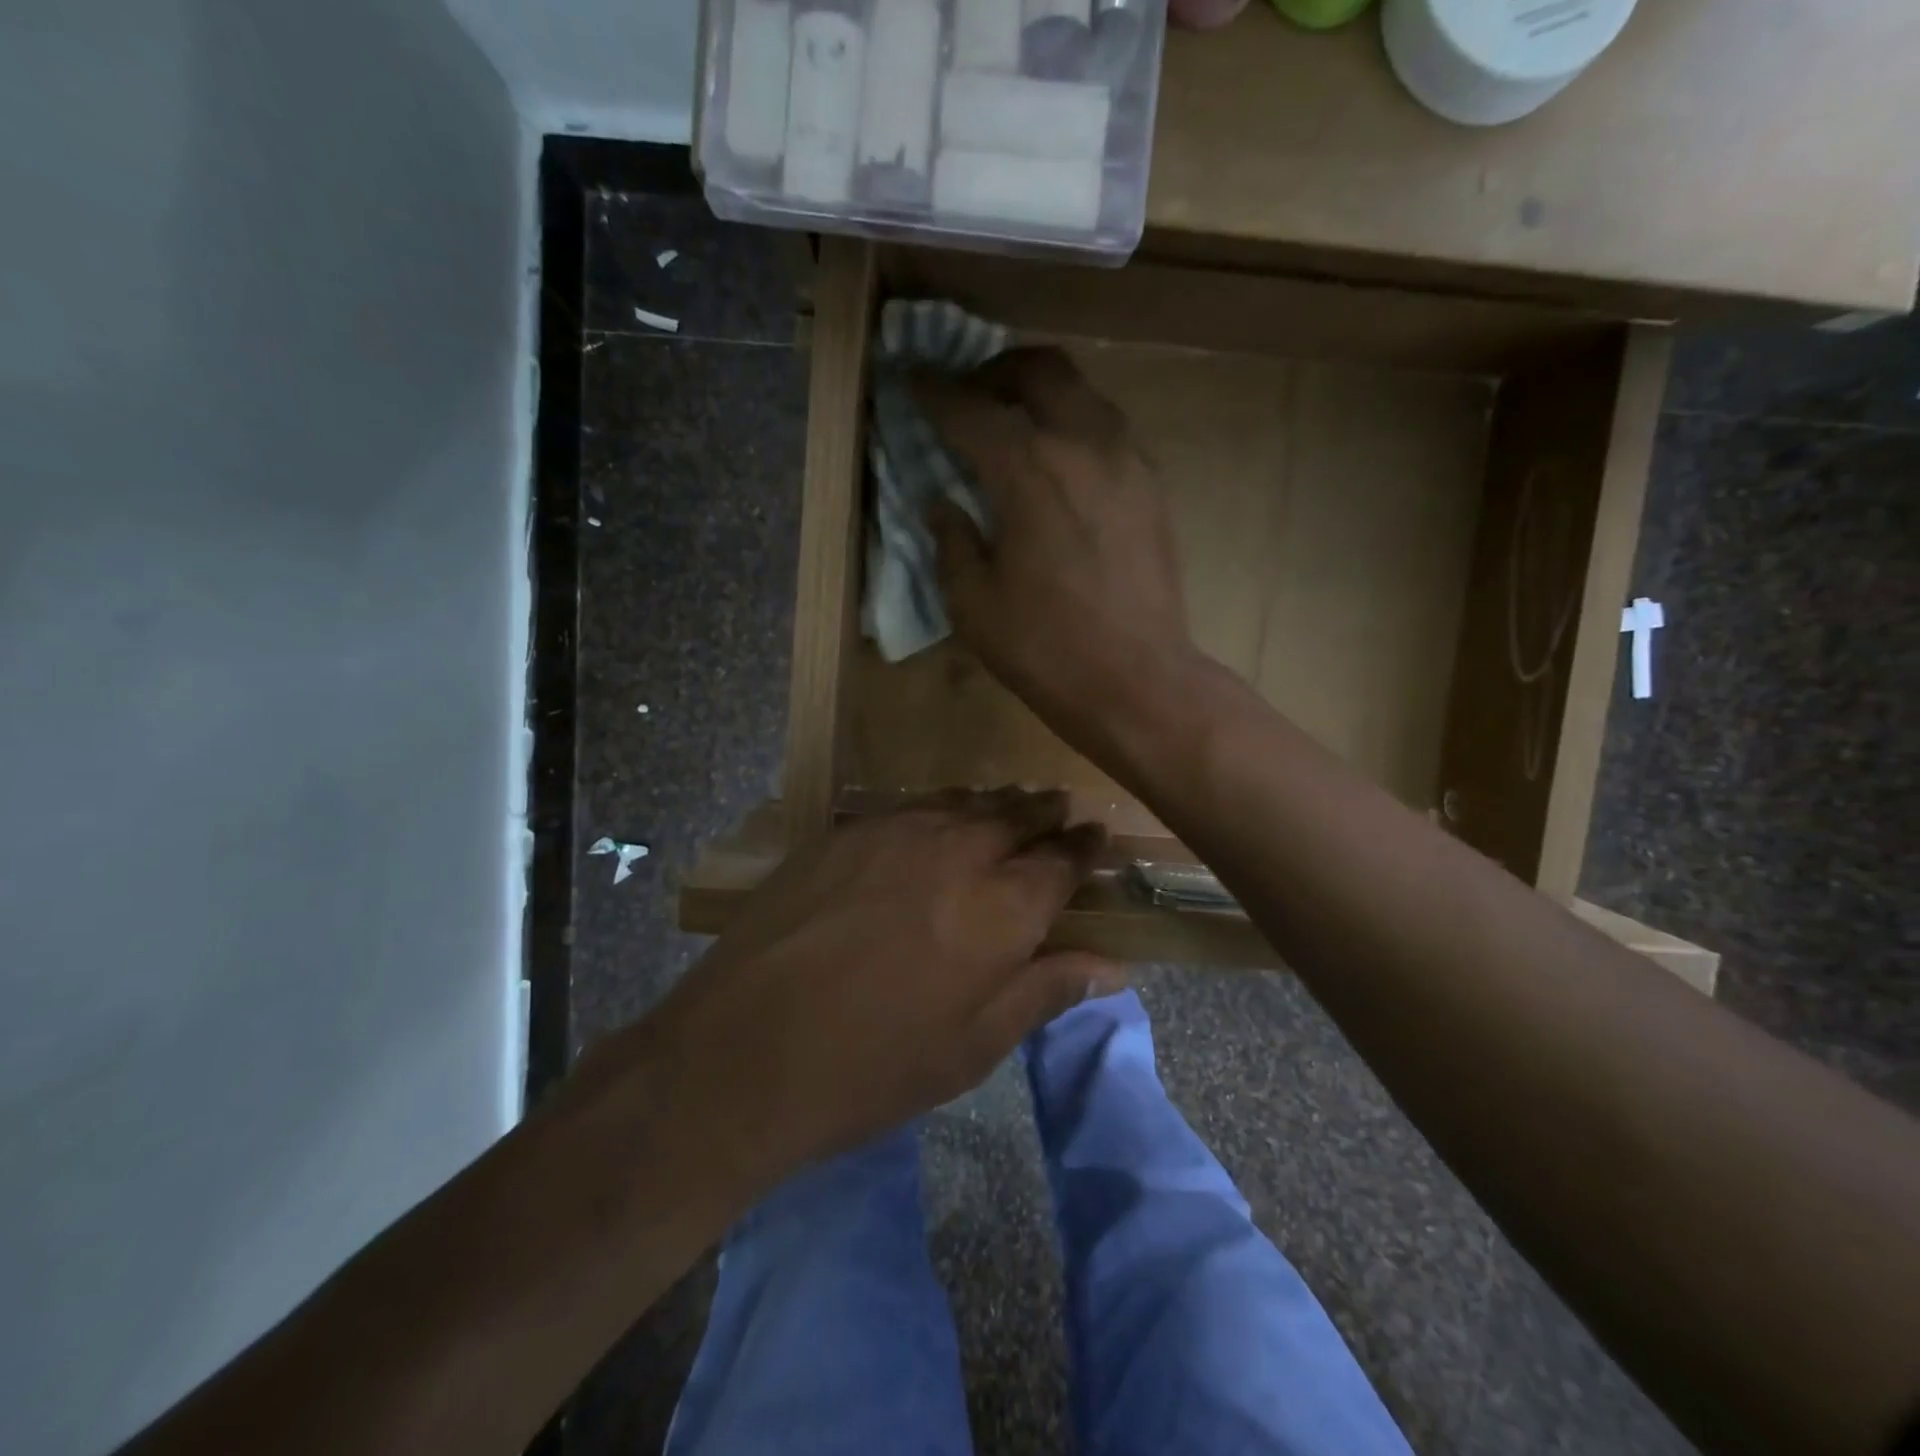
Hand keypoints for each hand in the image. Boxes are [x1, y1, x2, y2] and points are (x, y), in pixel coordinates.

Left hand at [626, 791, 1122, 1193]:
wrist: (746, 1048)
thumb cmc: (873, 1066)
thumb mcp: (973, 1046)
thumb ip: (1045, 991)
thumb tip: (1112, 966)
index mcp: (1003, 908)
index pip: (1062, 861)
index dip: (1085, 848)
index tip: (1098, 837)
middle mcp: (959, 851)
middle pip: (1017, 816)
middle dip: (1045, 813)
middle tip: (1061, 810)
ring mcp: (898, 832)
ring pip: (965, 802)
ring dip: (996, 803)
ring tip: (1011, 805)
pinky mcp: (847, 830)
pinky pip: (913, 806)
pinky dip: (943, 808)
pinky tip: (939, 818)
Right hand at [913, 348, 1196, 744]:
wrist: (1138, 681)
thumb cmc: (1046, 649)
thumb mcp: (974, 604)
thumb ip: (952, 541)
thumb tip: (942, 504)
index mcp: (1027, 472)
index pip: (969, 409)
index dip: (932, 391)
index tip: (908, 379)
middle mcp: (1082, 444)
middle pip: (1038, 369)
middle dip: (993, 370)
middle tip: (967, 395)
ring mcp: (1127, 460)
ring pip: (1081, 392)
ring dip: (1039, 393)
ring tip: (1012, 424)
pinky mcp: (1152, 484)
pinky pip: (1107, 428)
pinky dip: (1073, 424)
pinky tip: (1057, 463)